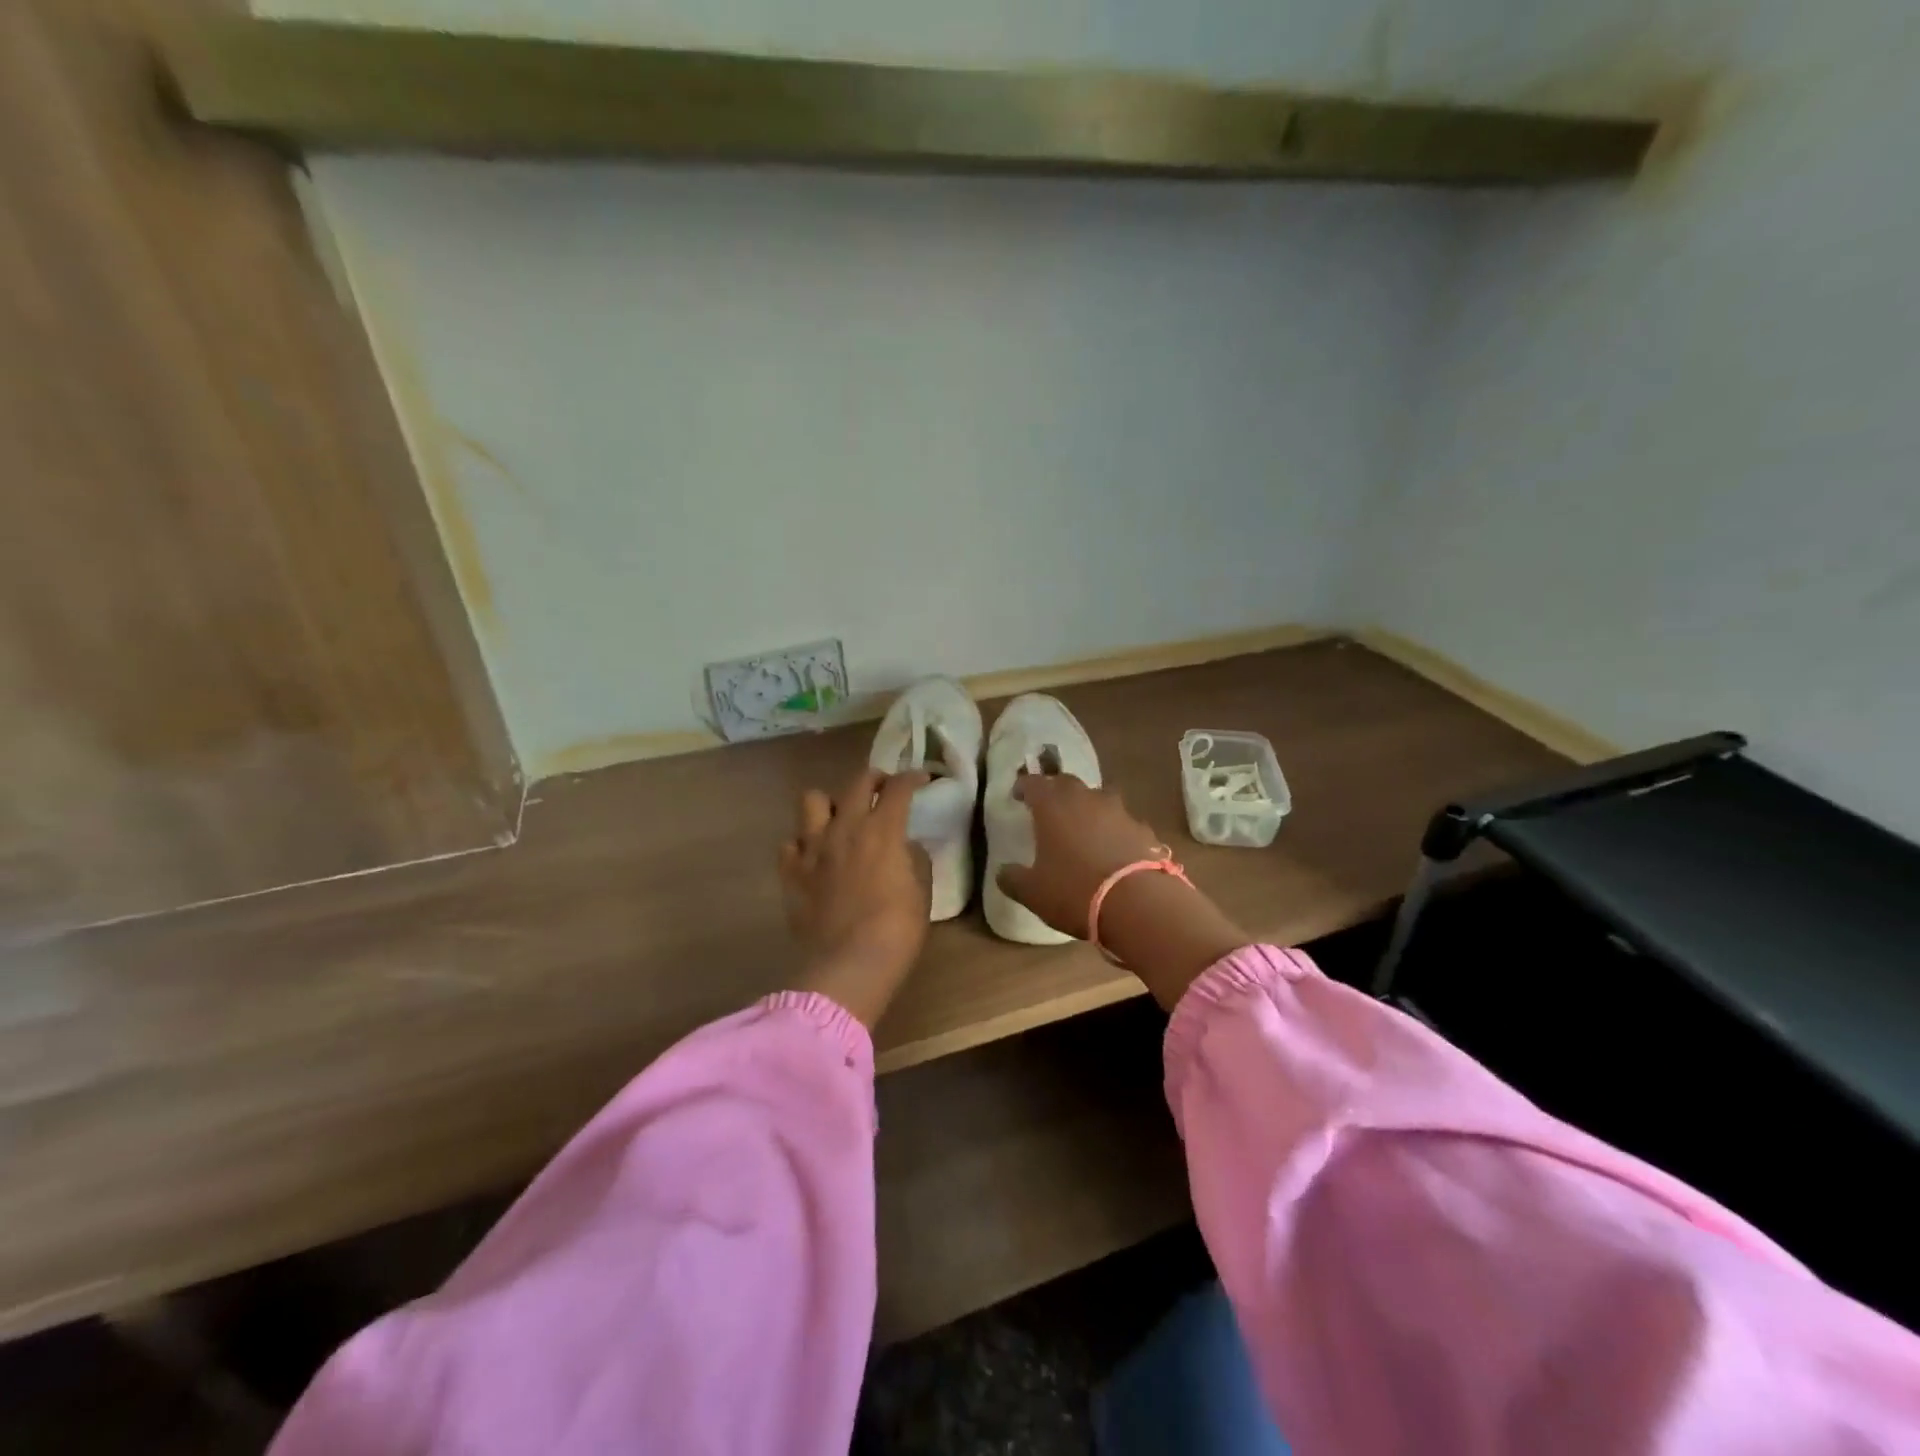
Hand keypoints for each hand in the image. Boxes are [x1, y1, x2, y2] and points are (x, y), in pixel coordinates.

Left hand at [779, 767, 931, 1028]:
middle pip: (857, 782)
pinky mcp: (792, 872)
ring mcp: (813, 848)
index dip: (911, 778)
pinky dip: (803, 844)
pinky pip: (790, 843)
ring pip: (812, 799)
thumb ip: (914, 860)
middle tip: (883, 791)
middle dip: (874, 779)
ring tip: (840, 818)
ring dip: (830, 804)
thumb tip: (905, 846)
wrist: (849, 964)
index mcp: (882, 831)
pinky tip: (814, 857)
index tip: (920, 780)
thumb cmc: (896, 930)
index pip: (898, 788)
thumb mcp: (921, 893)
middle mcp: (845, 828)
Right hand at [996, 773, 1250, 1009]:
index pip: (1033, 783)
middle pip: (1067, 783)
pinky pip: (1122, 822)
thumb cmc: (1074, 891)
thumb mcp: (1033, 892)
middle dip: (1055, 791)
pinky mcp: (1143, 829)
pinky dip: (1113, 829)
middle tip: (1048, 806)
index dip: (1023, 786)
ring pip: (1098, 798)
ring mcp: (1118, 811)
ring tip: (1081, 826)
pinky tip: (1112, 849)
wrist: (1138, 904)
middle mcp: (1085, 798)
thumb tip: (1003, 872)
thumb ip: (1013, 878)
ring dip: (1087, 808)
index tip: (1017, 794)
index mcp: (1052, 805)